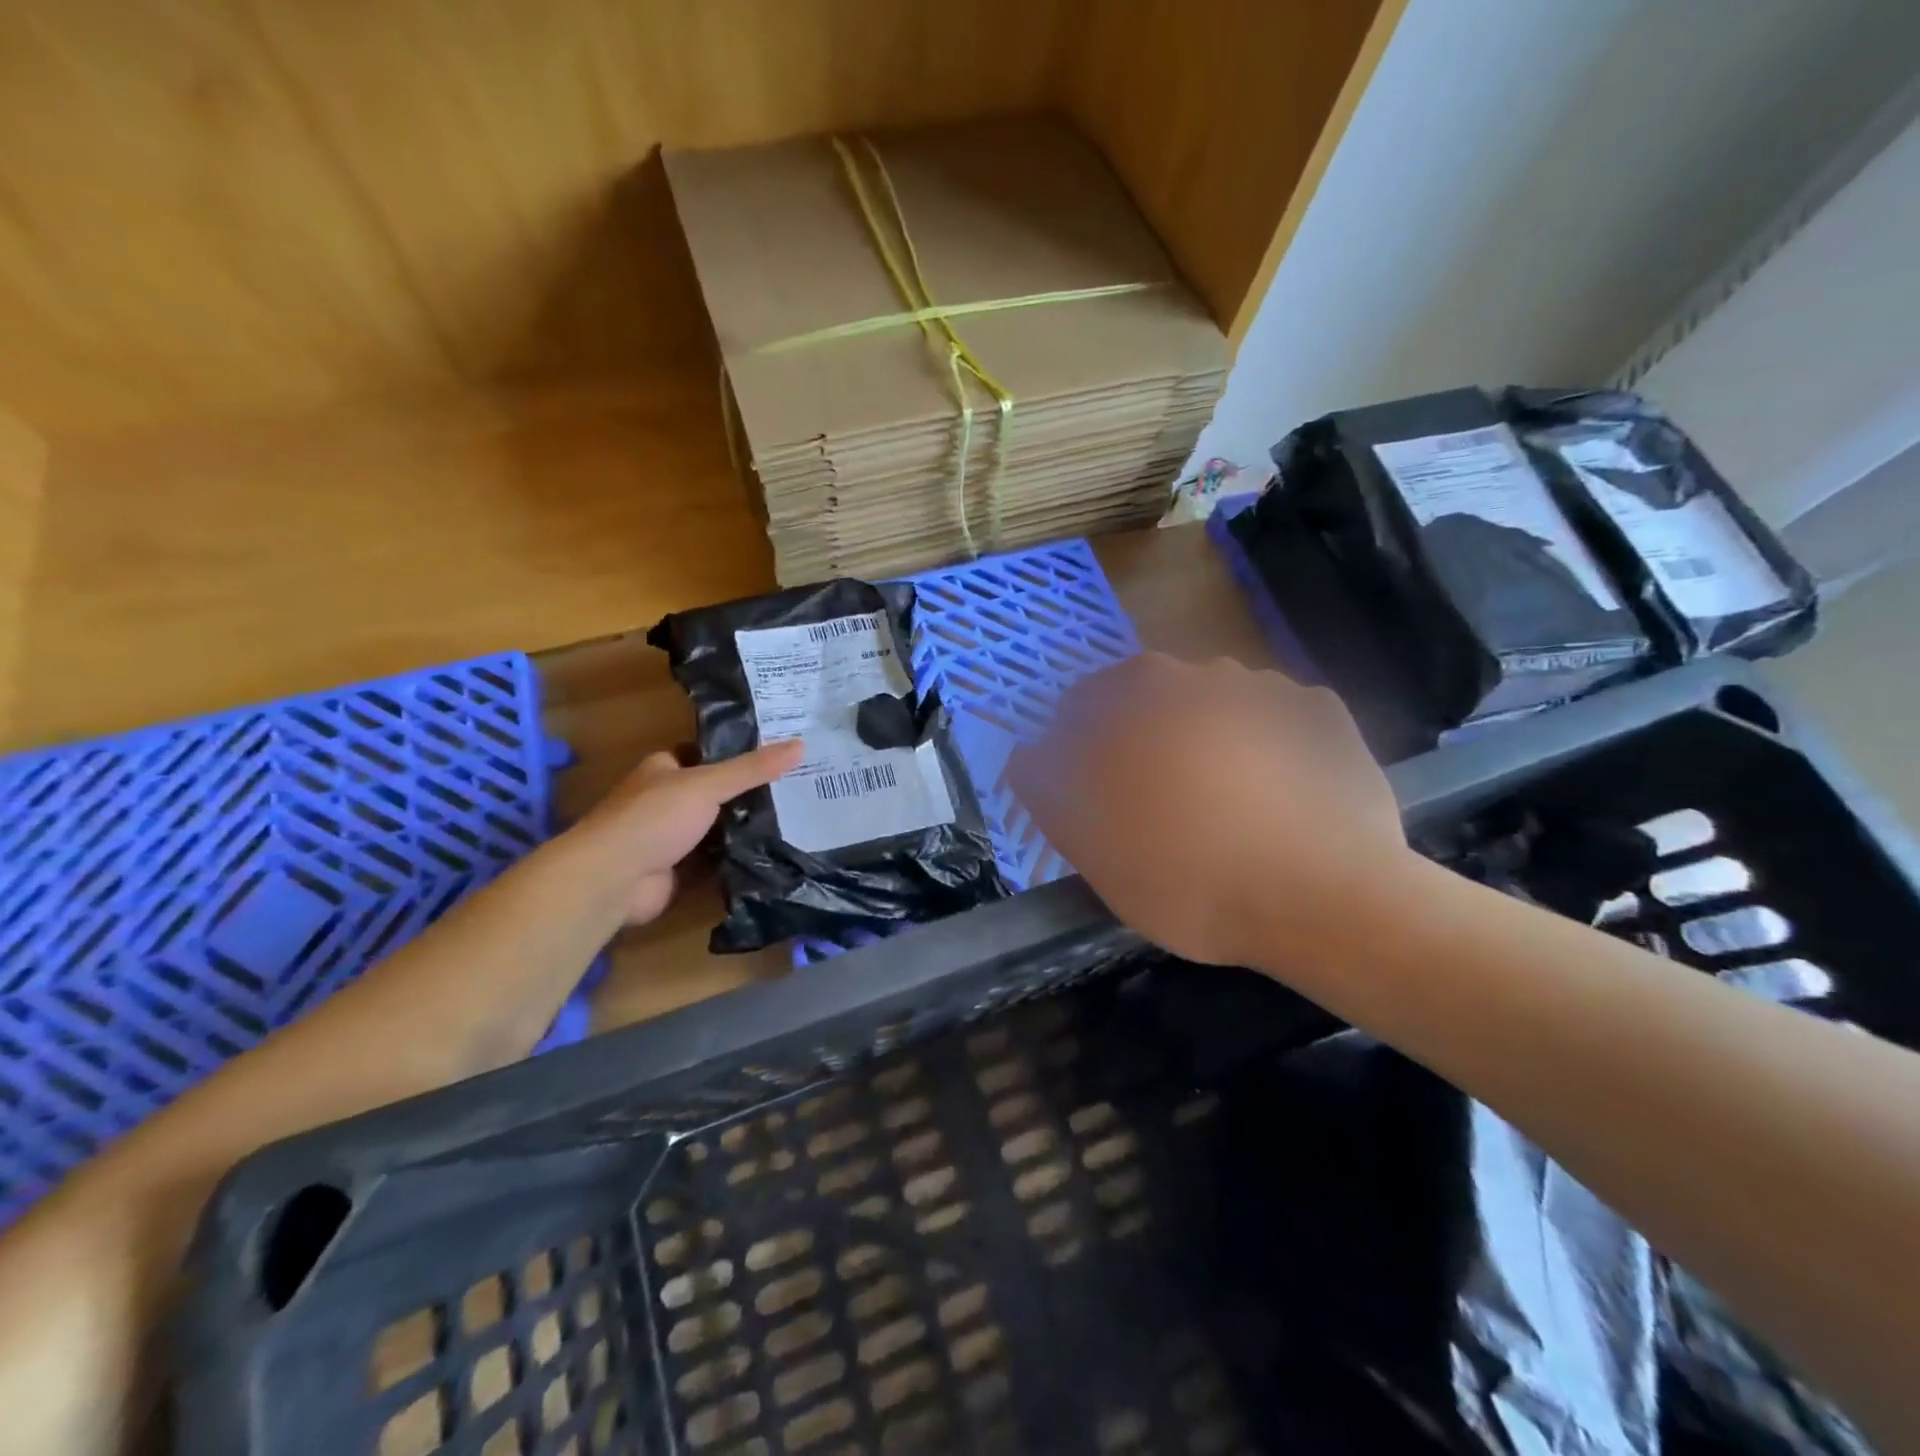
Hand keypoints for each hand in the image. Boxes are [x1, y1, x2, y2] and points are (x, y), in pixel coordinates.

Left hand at [572, 740, 802, 924]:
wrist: (614, 878)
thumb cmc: (654, 818)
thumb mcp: (708, 784)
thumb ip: (752, 768)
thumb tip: (801, 745)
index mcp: (663, 769)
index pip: (706, 755)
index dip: (738, 754)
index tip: (779, 756)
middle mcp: (664, 800)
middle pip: (714, 793)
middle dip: (747, 794)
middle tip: (796, 790)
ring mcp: (669, 837)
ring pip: (715, 827)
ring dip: (743, 828)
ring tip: (794, 820)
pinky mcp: (676, 869)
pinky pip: (713, 860)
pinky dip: (735, 859)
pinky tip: (770, 855)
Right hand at [1009, 653, 1408, 968]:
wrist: (1320, 899)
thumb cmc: (1184, 872)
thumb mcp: (1086, 843)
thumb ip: (1046, 786)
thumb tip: (1029, 753)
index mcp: (1137, 695)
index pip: (1084, 704)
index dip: (1080, 749)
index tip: (1092, 795)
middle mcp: (1200, 674)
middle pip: (1152, 703)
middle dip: (1145, 744)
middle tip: (1155, 808)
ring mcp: (1269, 691)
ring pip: (1214, 712)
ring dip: (1207, 744)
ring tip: (1220, 808)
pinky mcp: (1323, 719)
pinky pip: (1273, 728)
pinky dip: (1265, 752)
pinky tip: (1272, 800)